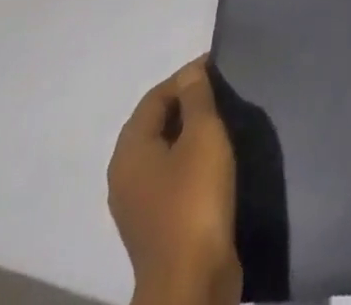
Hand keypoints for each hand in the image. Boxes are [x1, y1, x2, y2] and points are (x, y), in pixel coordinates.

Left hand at [107, 57, 241, 304]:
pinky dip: (192, 160)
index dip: (185, 77)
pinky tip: (217, 161)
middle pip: (156, 124)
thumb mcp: (203, 135)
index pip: (154, 97)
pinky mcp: (157, 225)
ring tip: (225, 122)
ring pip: (165, 152)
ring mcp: (139, 205)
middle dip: (188, 104)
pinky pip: (172, 177)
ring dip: (191, 133)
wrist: (191, 282)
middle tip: (224, 92)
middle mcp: (125, 176)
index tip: (219, 68)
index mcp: (129, 151)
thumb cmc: (194, 198)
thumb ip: (197, 98)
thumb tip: (190, 71)